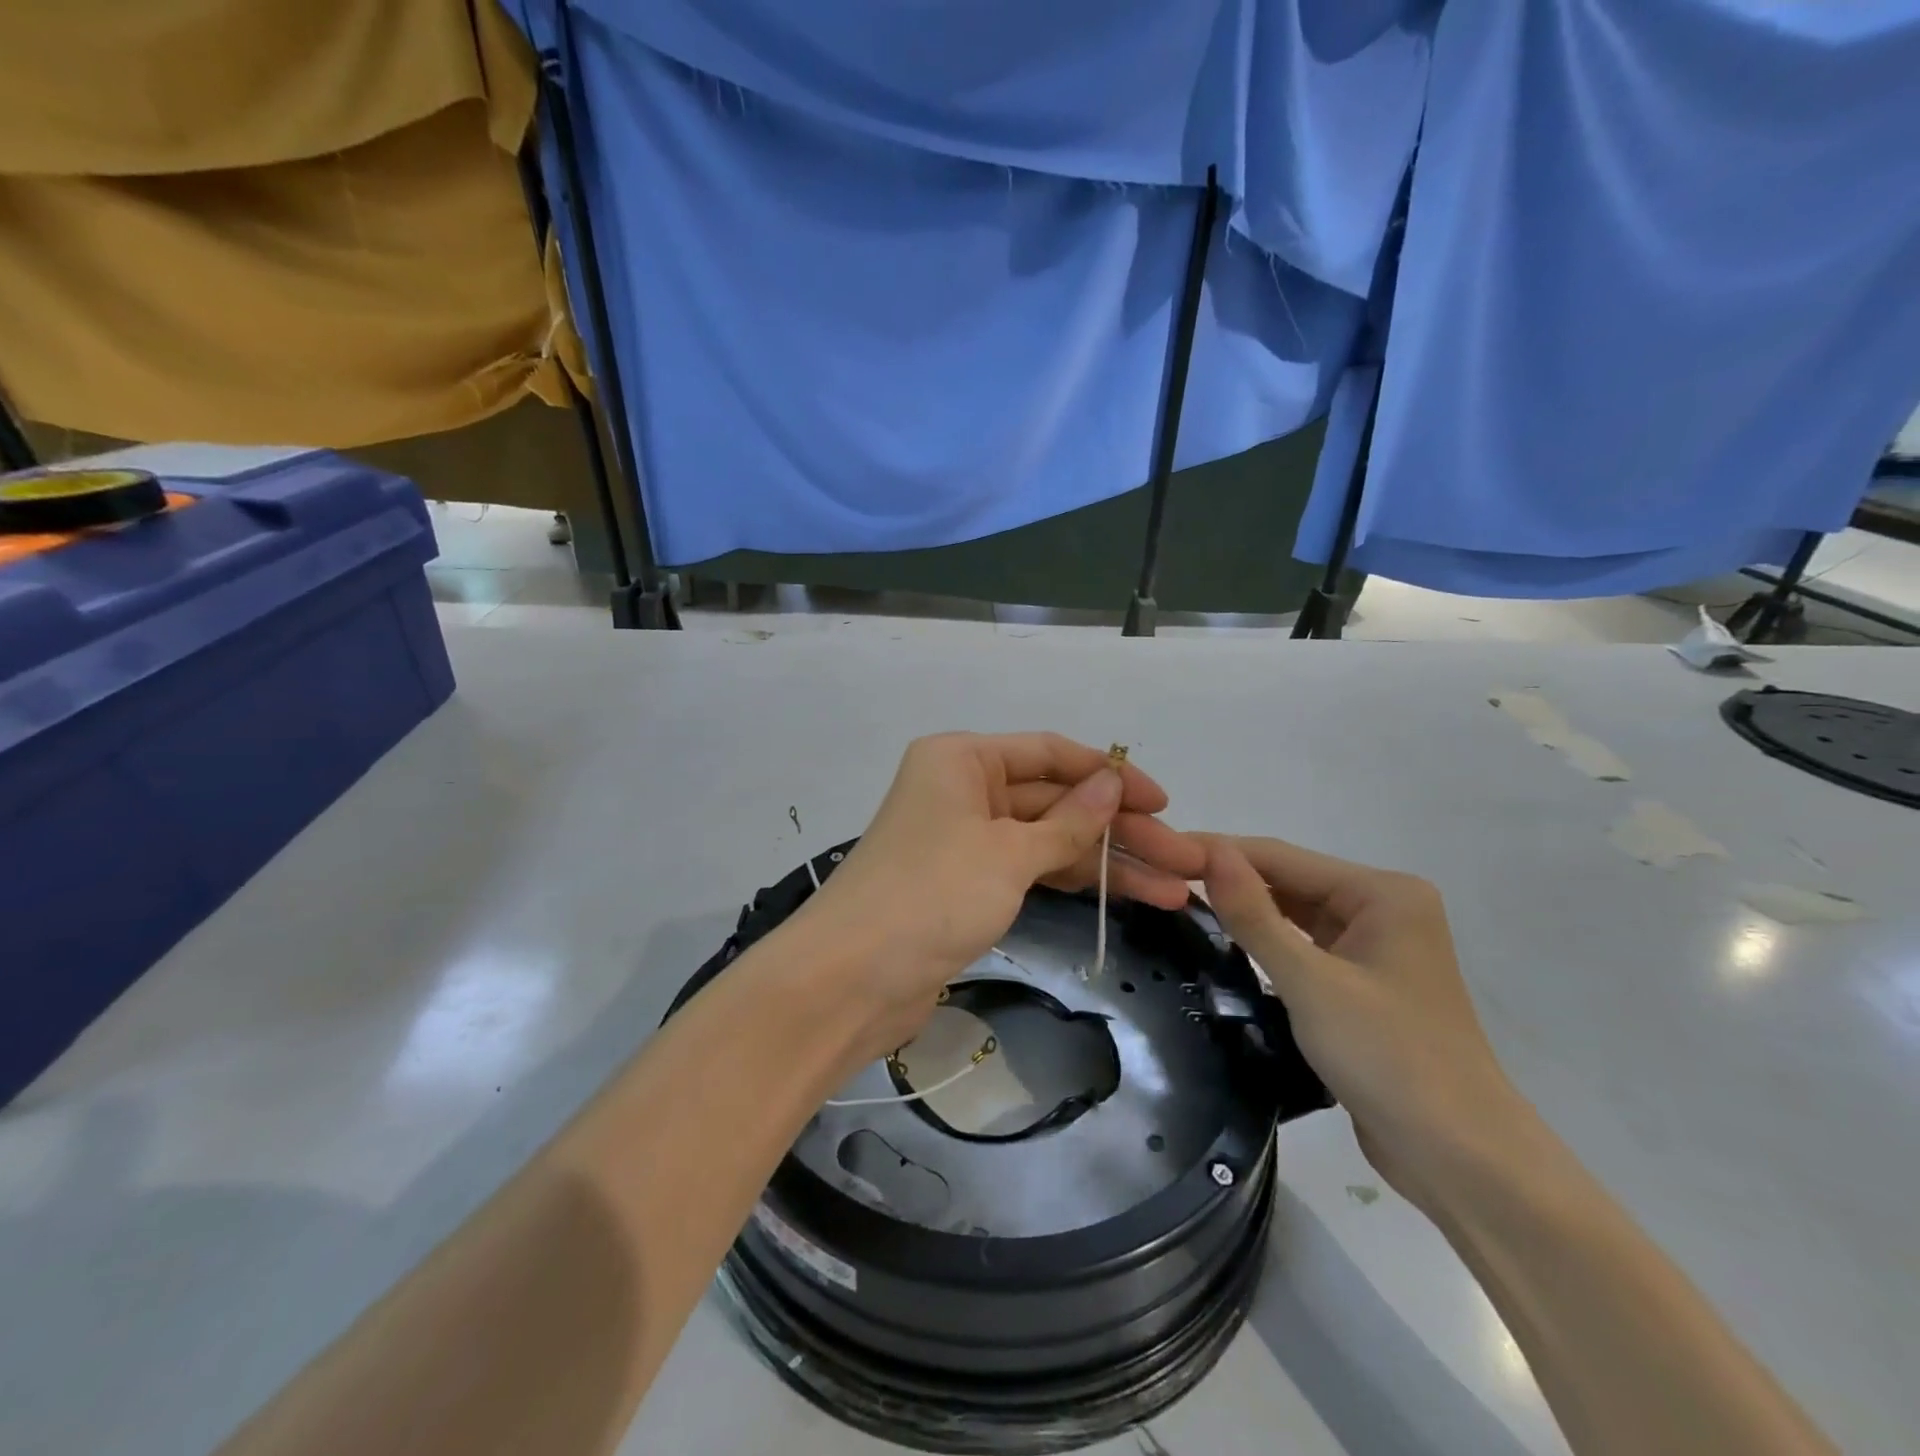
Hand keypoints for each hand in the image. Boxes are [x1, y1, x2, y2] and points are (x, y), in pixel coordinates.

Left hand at [800, 733, 1204, 1057]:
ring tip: (1175, 889)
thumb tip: (1111, 781)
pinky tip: (1127, 897)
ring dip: (1107, 863)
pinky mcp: (967, 885)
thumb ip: (1067, 821)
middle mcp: (964, 790)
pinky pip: (1031, 871)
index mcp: (964, 759)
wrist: (850, 981)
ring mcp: (966, 840)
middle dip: (1120, 830)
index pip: (1051, 755)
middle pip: (1056, 801)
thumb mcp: (1007, 853)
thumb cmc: (930, 896)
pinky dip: (1074, 882)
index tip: (1164, 804)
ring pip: (1049, 840)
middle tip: (1187, 861)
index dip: (1110, 776)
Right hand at [1198, 834, 1529, 1214]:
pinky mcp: (1364, 985)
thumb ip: (1255, 915)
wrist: (1461, 1161)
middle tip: (1161, 881)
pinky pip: (1305, 948)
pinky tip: (1227, 945)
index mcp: (1383, 893)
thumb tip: (1209, 853)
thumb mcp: (1311, 983)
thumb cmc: (1390, 1059)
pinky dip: (1268, 945)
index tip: (1161, 850)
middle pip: (1291, 882)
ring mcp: (1375, 948)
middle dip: (1232, 882)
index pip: (1284, 857)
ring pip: (1295, 915)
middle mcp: (1383, 909)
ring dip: (1247, 913)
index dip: (1221, 852)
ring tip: (1180, 905)